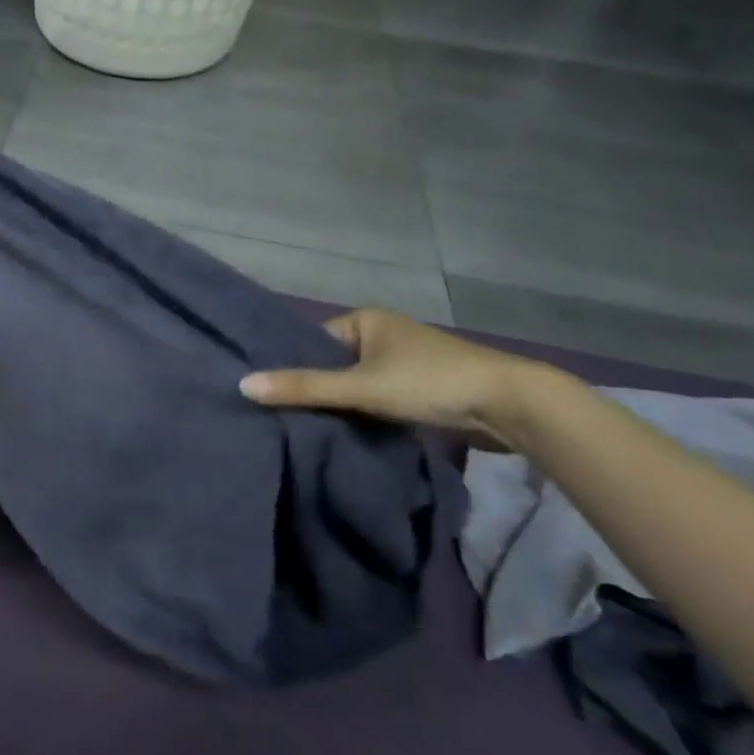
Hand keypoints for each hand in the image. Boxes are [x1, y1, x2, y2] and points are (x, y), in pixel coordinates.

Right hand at [240, 308, 559, 452]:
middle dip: (316, 389)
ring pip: (357, 385)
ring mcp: (404, 362)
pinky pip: (378, 399)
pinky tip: (348, 435)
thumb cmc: (429, 382)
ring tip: (308, 430)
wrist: (510, 406)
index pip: (312, 342)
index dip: (293, 366)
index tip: (268, 395)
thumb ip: (304, 387)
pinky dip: (366, 415)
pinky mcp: (422, 389)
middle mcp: (382, 334)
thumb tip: (242, 385)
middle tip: (282, 417)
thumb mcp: (361, 386)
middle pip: (334, 365)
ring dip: (342, 406)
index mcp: (365, 319)